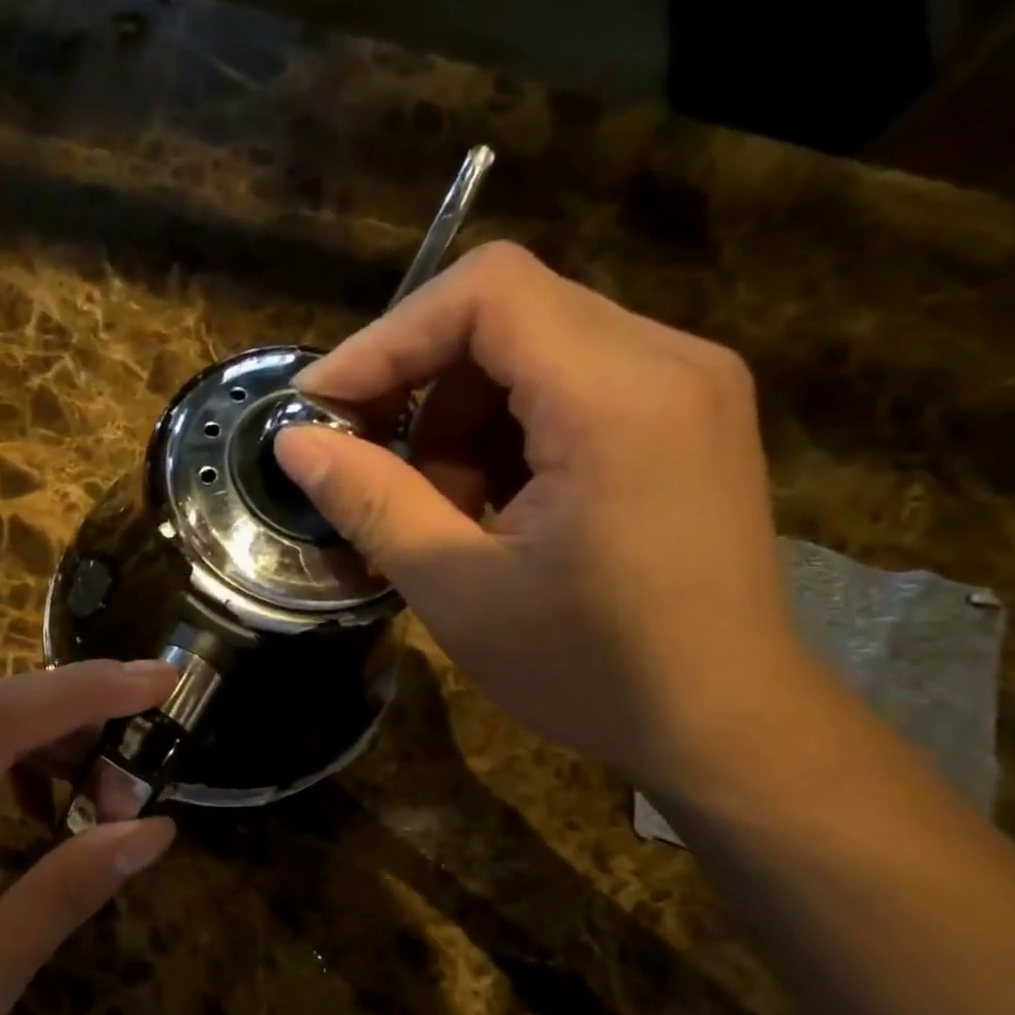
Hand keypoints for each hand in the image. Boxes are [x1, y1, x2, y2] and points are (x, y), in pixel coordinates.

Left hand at [0, 661, 179, 1014]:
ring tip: (103, 808)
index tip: (159, 681)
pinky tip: (50, 809)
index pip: (1, 718)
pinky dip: (26, 760)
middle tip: (138, 783)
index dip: (85, 688)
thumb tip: (155, 830)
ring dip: (60, 745)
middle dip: (87, 722)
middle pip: (1, 710)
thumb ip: (68, 891)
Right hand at [276, 241, 809, 787]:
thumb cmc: (588, 667)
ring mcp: (685, 385)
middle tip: (374, 471)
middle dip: (418, 388)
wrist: (723, 723)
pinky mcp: (682, 418)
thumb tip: (292, 441)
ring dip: (458, 421)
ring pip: (530, 351)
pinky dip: (504, 435)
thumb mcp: (455, 589)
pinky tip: (493, 509)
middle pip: (505, 315)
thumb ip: (370, 502)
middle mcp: (667, 360)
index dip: (386, 339)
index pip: (486, 292)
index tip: (322, 406)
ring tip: (442, 511)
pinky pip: (567, 386)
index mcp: (617, 397)